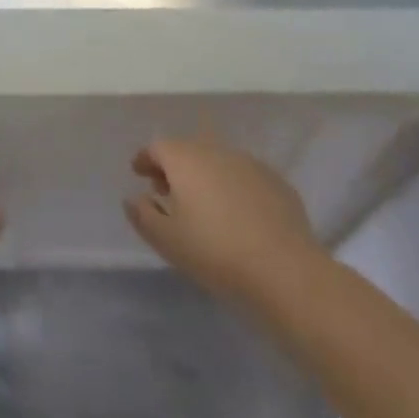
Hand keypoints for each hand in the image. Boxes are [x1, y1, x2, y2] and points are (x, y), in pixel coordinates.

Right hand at [124, 137, 317, 306]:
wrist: (284, 270)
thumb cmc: (215, 252)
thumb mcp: (167, 240)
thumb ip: (143, 215)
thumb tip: (133, 198)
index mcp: (185, 158)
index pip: (157, 147)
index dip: (145, 159)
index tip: (139, 173)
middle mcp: (215, 150)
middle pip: (187, 150)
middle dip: (174, 167)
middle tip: (167, 193)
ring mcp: (249, 163)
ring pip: (217, 162)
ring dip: (204, 176)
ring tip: (202, 206)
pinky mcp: (276, 181)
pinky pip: (243, 177)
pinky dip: (232, 187)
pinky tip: (236, 215)